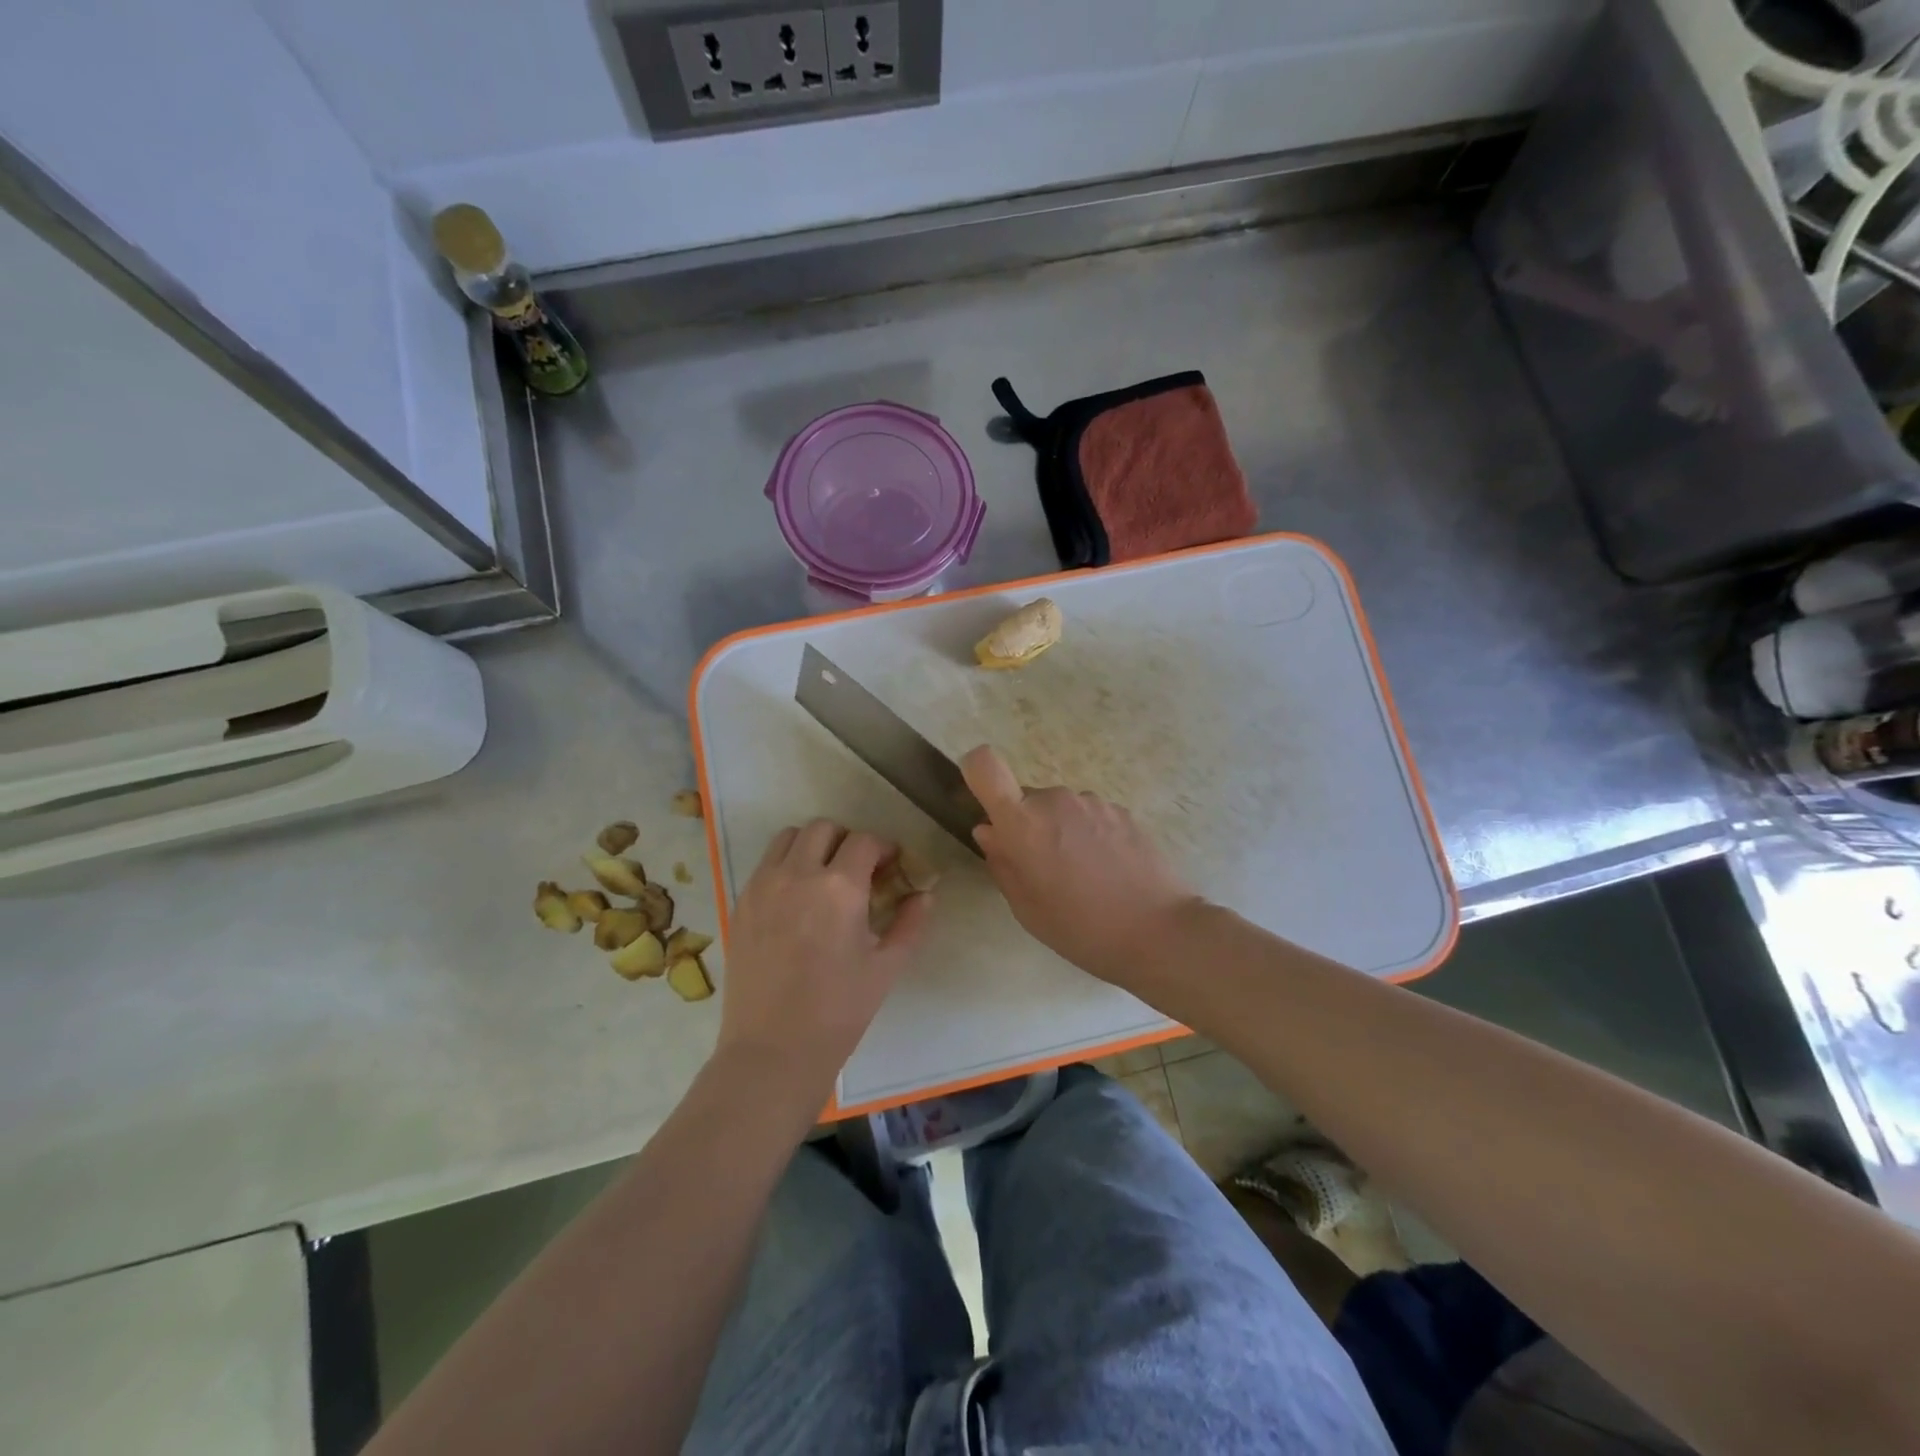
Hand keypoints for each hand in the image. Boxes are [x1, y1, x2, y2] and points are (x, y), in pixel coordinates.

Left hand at [716, 820, 930, 1107]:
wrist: (773, 1050)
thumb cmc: (839, 1011)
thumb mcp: (886, 967)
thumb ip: (911, 923)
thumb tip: (925, 894)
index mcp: (839, 888)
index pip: (865, 841)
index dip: (883, 848)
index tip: (890, 866)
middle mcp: (798, 874)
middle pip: (824, 828)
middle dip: (846, 841)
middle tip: (857, 870)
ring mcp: (763, 886)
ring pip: (789, 838)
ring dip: (812, 846)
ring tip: (822, 877)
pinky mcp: (741, 904)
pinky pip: (765, 865)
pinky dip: (785, 866)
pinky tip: (795, 900)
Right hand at [960, 745, 1202, 991]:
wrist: (1159, 931)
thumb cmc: (1081, 929)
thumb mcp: (1027, 909)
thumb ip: (1002, 863)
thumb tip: (989, 831)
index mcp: (1023, 823)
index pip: (984, 766)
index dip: (975, 772)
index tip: (984, 800)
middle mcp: (1055, 799)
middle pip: (1026, 799)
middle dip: (1028, 826)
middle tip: (1045, 870)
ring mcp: (1092, 802)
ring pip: (1059, 808)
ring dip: (1061, 831)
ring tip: (1083, 875)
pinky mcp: (1122, 810)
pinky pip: (1089, 816)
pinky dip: (1089, 835)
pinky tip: (1109, 871)